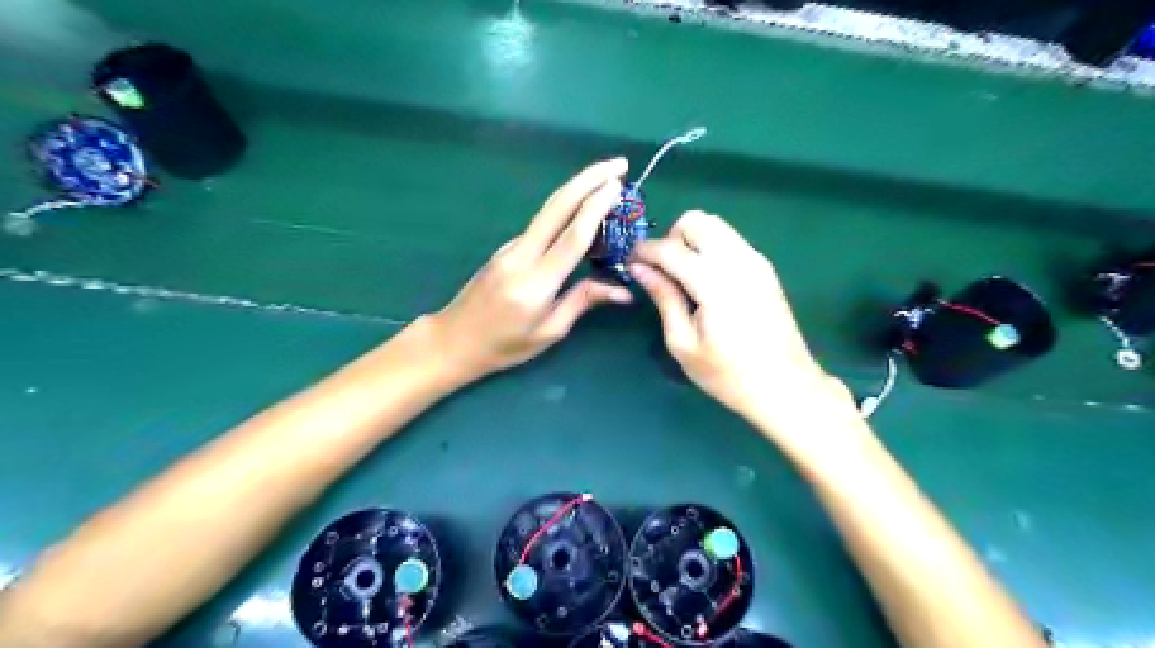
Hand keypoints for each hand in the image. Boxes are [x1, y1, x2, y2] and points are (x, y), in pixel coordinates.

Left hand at [429, 158, 636, 379]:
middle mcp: (521, 256)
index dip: (596, 207)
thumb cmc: (505, 345)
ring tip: (608, 181)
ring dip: (578, 189)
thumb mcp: (549, 332)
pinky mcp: (506, 247)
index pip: (572, 236)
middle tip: (618, 163)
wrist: (454, 339)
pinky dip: (566, 210)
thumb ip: (583, 302)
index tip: (618, 185)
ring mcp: (510, 247)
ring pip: (547, 211)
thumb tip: (623, 290)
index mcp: (536, 283)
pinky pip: (541, 225)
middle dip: (588, 179)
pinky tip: (583, 211)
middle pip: (557, 207)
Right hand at [628, 210, 850, 424]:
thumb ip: (663, 298)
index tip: (630, 262)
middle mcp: (738, 262)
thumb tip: (639, 268)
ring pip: (715, 224)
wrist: (785, 386)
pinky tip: (706, 279)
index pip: (671, 249)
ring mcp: (756, 261)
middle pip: (696, 221)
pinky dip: (710, 247)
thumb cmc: (728, 374)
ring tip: (683, 275)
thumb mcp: (684, 343)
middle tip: (662, 270)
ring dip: (691, 239)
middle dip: (671, 238)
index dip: (645, 251)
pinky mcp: (765, 268)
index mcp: (715, 284)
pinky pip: (730, 239)